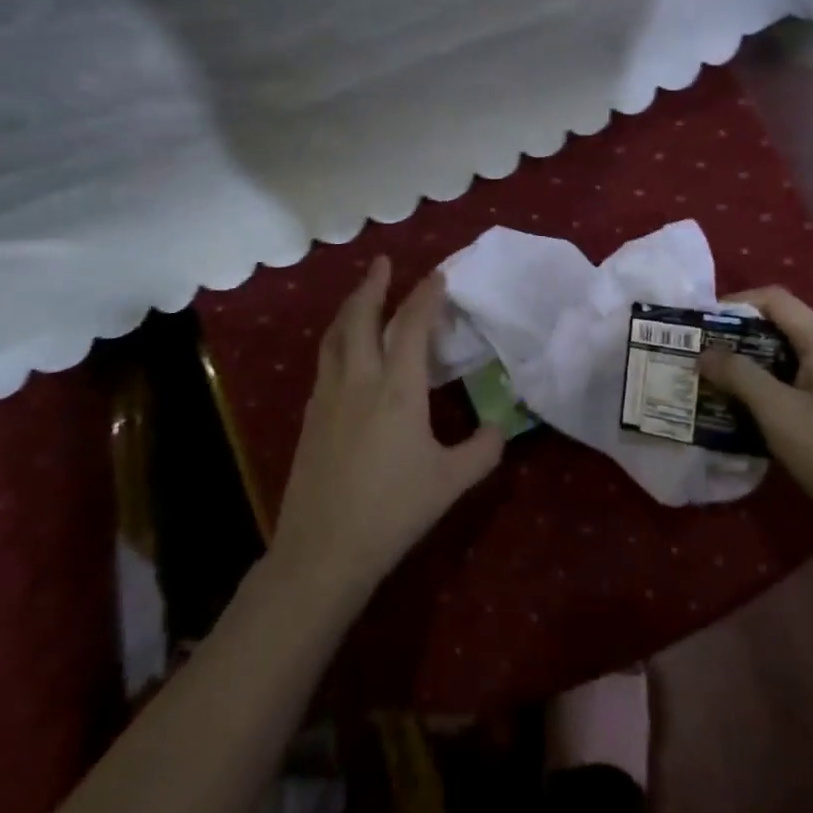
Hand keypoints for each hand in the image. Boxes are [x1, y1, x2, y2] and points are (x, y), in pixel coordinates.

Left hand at [268, 257, 504, 603]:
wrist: (322, 550)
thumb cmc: (392, 511)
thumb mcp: (450, 481)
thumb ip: (482, 449)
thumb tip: (501, 426)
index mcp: (397, 387)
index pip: (413, 325)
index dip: (426, 295)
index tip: (438, 275)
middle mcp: (359, 379)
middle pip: (362, 316)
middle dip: (373, 284)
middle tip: (382, 262)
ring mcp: (329, 395)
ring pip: (336, 335)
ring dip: (351, 306)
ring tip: (361, 294)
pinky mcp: (311, 415)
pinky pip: (325, 360)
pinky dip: (338, 338)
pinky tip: (344, 350)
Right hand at [698, 287, 812, 544]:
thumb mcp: (778, 411)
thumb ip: (739, 375)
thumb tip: (704, 352)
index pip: (774, 300)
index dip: (736, 302)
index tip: (701, 321)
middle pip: (774, 327)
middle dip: (733, 336)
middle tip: (696, 351)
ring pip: (777, 360)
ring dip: (742, 366)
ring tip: (705, 379)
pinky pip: (784, 387)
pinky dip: (757, 391)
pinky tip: (732, 410)